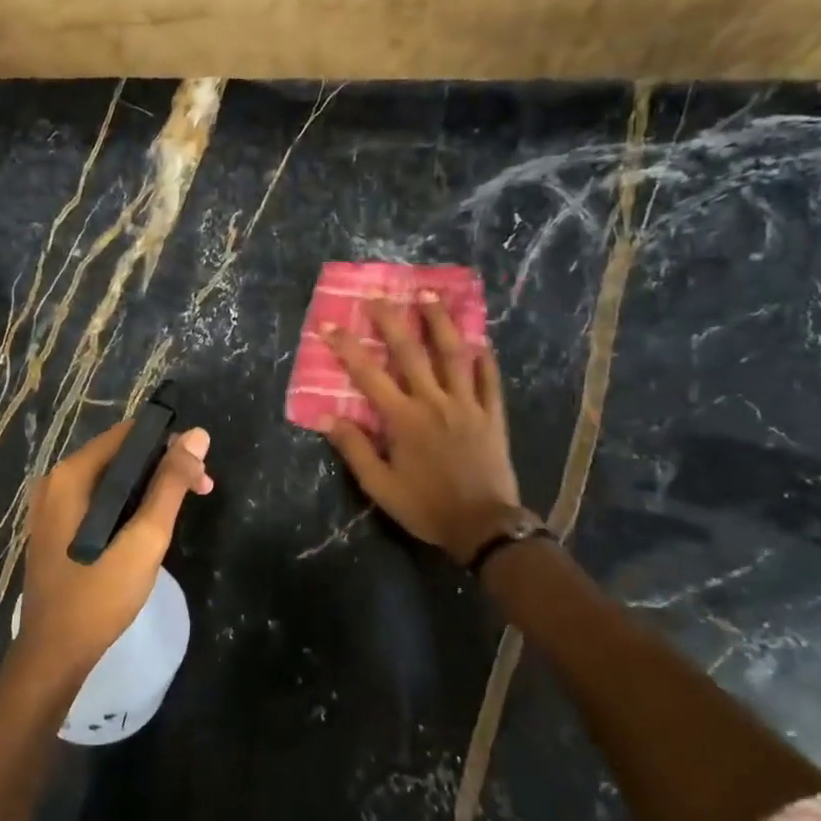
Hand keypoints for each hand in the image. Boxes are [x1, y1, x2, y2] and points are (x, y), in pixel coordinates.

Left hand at [17, 420, 213, 676]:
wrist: (55, 653)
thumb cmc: (100, 595)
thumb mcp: (145, 538)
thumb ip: (170, 484)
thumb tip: (197, 436)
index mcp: (71, 475)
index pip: (128, 434)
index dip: (170, 444)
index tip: (200, 471)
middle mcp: (56, 480)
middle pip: (120, 454)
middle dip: (163, 467)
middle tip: (202, 491)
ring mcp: (52, 505)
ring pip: (111, 479)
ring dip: (149, 486)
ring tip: (182, 508)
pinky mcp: (57, 527)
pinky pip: (99, 499)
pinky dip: (128, 503)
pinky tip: (149, 524)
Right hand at [321, 295, 523, 562]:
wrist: (483, 526)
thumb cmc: (426, 506)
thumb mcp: (380, 486)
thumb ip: (354, 449)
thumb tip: (327, 417)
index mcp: (403, 419)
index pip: (368, 375)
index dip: (347, 348)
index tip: (329, 325)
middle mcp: (435, 401)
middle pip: (411, 352)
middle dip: (392, 321)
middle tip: (379, 296)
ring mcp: (468, 404)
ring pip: (454, 354)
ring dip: (440, 322)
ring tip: (430, 295)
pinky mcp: (492, 415)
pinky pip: (489, 379)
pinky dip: (485, 358)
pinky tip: (480, 340)